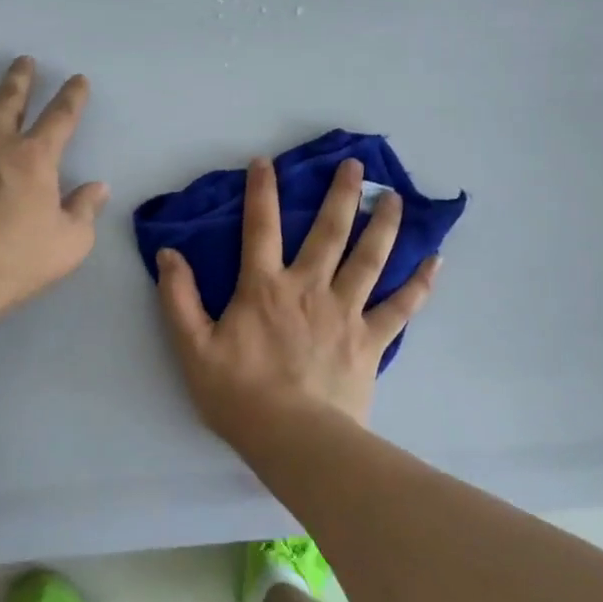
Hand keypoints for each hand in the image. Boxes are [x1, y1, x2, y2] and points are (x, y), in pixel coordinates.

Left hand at [0, 57, 109, 322]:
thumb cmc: (15, 260)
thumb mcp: (69, 243)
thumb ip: (84, 210)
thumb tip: (98, 188)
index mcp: (35, 157)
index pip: (61, 116)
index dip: (73, 96)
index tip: (78, 79)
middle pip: (8, 99)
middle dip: (19, 78)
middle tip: (23, 60)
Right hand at [155, 156, 438, 445]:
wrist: (294, 440)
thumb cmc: (239, 394)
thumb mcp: (193, 347)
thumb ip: (178, 298)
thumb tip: (167, 253)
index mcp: (265, 287)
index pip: (261, 227)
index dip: (262, 191)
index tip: (266, 161)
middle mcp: (309, 288)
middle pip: (329, 232)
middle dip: (342, 194)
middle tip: (357, 165)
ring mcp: (346, 312)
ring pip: (369, 259)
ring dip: (383, 225)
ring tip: (395, 198)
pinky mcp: (371, 340)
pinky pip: (400, 308)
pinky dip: (419, 285)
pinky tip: (435, 262)